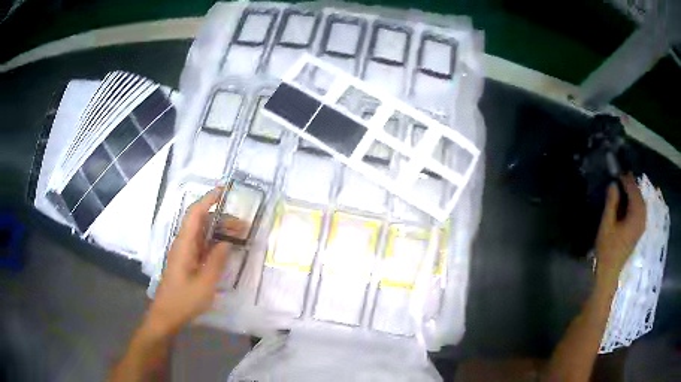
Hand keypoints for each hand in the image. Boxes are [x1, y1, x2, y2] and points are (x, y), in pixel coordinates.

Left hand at [145, 188, 232, 336]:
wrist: (167, 315)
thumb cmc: (184, 299)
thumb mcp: (205, 283)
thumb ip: (217, 260)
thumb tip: (228, 241)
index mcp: (184, 244)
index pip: (195, 213)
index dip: (209, 199)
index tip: (225, 191)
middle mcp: (183, 243)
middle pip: (200, 221)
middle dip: (221, 218)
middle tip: (243, 224)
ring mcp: (184, 252)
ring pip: (202, 233)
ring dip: (219, 231)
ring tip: (239, 235)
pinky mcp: (187, 261)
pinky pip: (201, 245)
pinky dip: (214, 243)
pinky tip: (226, 249)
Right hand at [595, 174, 645, 285]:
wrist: (610, 271)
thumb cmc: (607, 249)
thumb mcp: (606, 224)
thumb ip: (611, 203)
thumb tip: (614, 184)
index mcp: (635, 217)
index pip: (633, 192)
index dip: (626, 180)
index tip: (618, 172)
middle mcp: (641, 219)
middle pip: (639, 196)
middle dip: (632, 185)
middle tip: (622, 176)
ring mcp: (641, 226)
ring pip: (641, 203)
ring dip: (634, 193)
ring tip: (625, 186)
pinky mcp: (639, 230)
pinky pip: (641, 210)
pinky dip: (636, 202)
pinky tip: (630, 201)